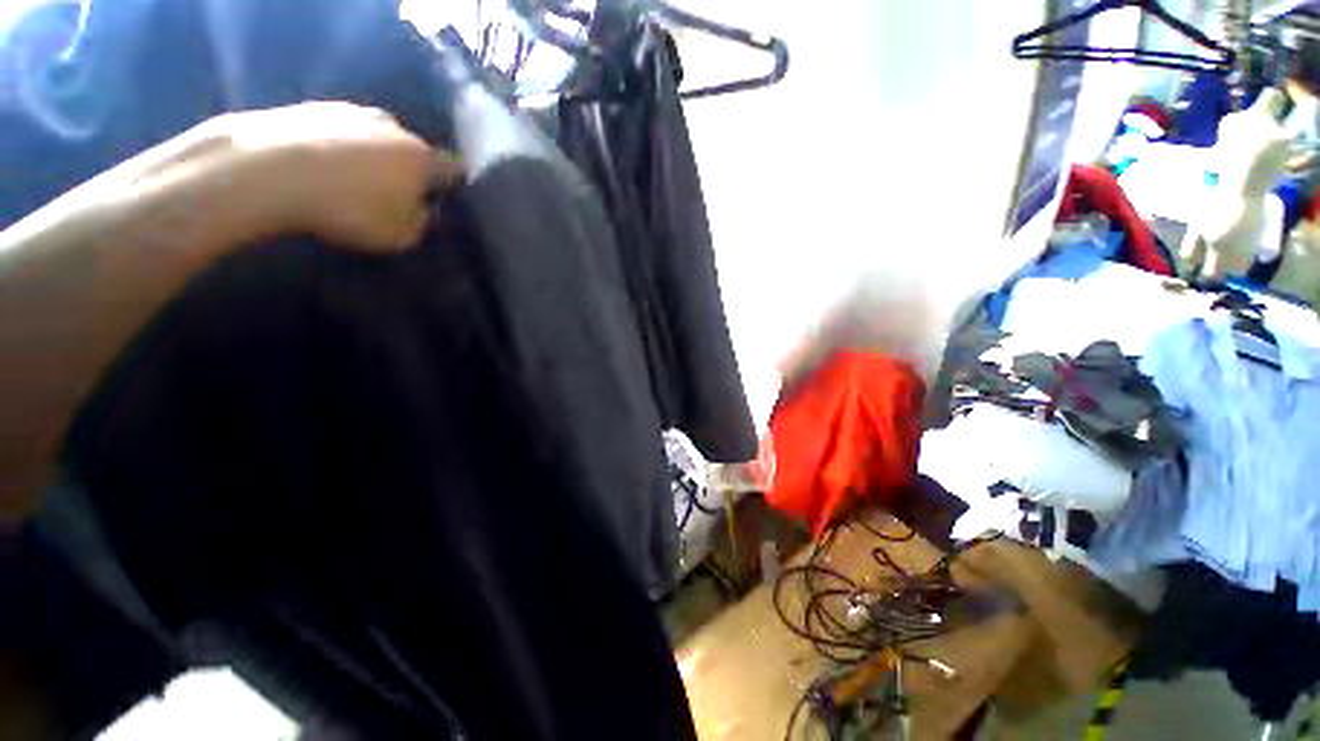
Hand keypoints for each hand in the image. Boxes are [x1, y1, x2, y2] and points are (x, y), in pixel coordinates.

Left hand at [200, 102, 462, 252]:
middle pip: (412, 150)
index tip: (451, 197)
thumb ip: (420, 224)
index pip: (453, 169)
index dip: (456, 183)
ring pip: (376, 138)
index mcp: (420, 157)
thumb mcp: (398, 236)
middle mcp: (393, 127)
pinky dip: (340, 147)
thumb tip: (421, 210)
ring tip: (355, 179)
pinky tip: (324, 167)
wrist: (265, 169)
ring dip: (374, 156)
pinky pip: (341, 131)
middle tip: (398, 192)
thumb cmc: (346, 208)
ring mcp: (351, 111)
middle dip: (410, 169)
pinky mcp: (313, 106)